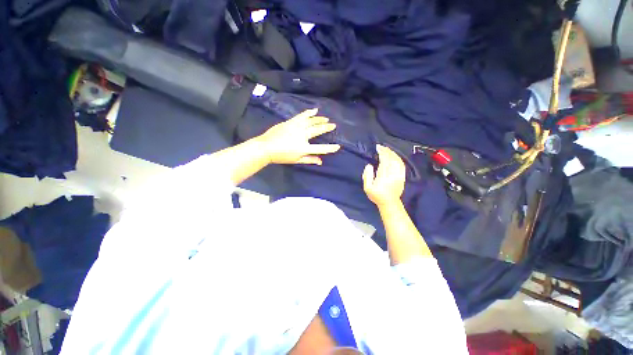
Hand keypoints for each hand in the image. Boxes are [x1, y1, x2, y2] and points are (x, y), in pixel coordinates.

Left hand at [257, 108, 340, 164]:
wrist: (266, 147)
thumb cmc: (282, 156)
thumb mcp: (296, 160)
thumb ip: (309, 160)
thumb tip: (321, 162)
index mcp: (304, 148)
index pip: (320, 148)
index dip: (330, 148)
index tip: (338, 146)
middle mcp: (302, 135)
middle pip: (317, 130)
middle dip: (327, 127)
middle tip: (333, 125)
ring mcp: (296, 127)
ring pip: (311, 121)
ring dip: (319, 119)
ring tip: (326, 118)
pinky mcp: (291, 122)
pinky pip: (302, 116)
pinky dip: (309, 112)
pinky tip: (314, 110)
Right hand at [362, 145, 405, 207]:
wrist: (389, 202)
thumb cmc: (376, 195)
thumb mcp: (367, 188)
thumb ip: (367, 176)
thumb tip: (369, 165)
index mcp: (383, 176)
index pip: (384, 160)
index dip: (381, 152)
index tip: (378, 148)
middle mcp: (392, 174)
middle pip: (391, 159)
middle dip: (386, 151)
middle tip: (381, 147)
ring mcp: (399, 175)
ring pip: (397, 160)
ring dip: (392, 153)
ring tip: (386, 149)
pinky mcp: (402, 176)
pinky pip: (401, 164)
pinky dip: (398, 158)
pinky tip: (394, 156)